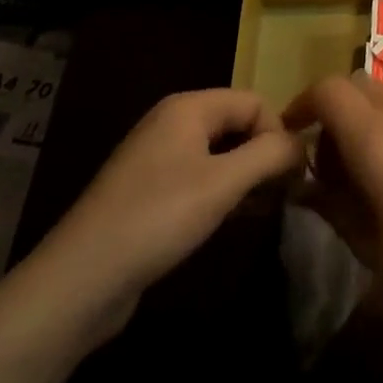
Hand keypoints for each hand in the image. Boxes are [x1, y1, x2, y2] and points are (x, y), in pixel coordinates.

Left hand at [34, 89, 300, 338]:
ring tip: (261, 210)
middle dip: (264, 155)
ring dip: (246, 177)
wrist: (80, 280)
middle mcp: (172, 122)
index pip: (255, 102)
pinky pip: (200, 177)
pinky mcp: (149, 191)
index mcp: (188, 107)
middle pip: (238, 124)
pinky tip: (231, 221)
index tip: (290, 176)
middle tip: (282, 195)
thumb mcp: (224, 183)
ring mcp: (157, 158)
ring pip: (221, 153)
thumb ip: (271, 154)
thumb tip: (302, 144)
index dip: (279, 133)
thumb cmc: (158, 218)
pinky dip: (223, 193)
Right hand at [285, 75, 382, 334]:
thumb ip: (332, 206)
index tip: (295, 134)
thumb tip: (306, 187)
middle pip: (358, 86)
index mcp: (378, 137)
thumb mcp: (372, 245)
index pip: (328, 90)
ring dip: (369, 118)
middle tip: (332, 159)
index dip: (303, 104)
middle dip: (335, 111)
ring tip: (373, 168)